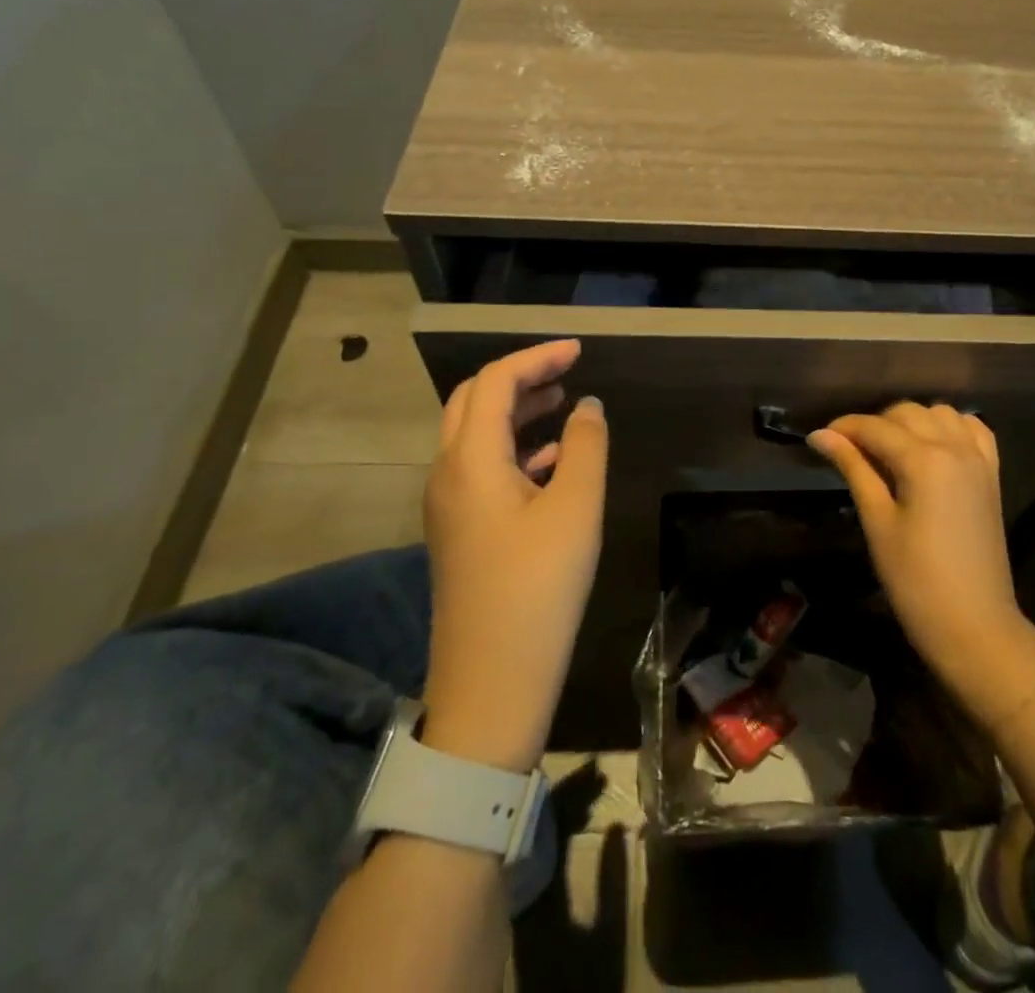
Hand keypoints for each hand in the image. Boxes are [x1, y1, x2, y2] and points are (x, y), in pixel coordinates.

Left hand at [418, 341, 606, 772]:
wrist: (492, 684)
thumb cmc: (538, 589)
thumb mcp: (575, 509)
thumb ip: (584, 446)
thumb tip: (587, 406)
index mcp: (470, 459)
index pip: (495, 382)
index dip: (536, 357)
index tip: (579, 351)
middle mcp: (448, 473)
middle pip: (474, 401)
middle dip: (520, 378)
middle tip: (567, 370)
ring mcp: (449, 505)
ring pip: (476, 435)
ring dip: (516, 411)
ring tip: (563, 403)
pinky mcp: (459, 531)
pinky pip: (482, 468)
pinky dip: (515, 448)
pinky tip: (552, 459)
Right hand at [809, 404, 1034, 721]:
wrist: (975, 626)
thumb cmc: (915, 580)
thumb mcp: (877, 522)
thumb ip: (853, 469)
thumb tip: (820, 435)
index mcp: (924, 460)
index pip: (875, 427)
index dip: (844, 428)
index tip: (819, 439)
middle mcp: (955, 447)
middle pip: (907, 413)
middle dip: (875, 424)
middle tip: (850, 452)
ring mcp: (978, 460)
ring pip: (940, 413)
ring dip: (912, 421)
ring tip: (890, 451)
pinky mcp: (991, 475)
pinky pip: (973, 430)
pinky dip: (950, 427)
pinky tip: (933, 445)